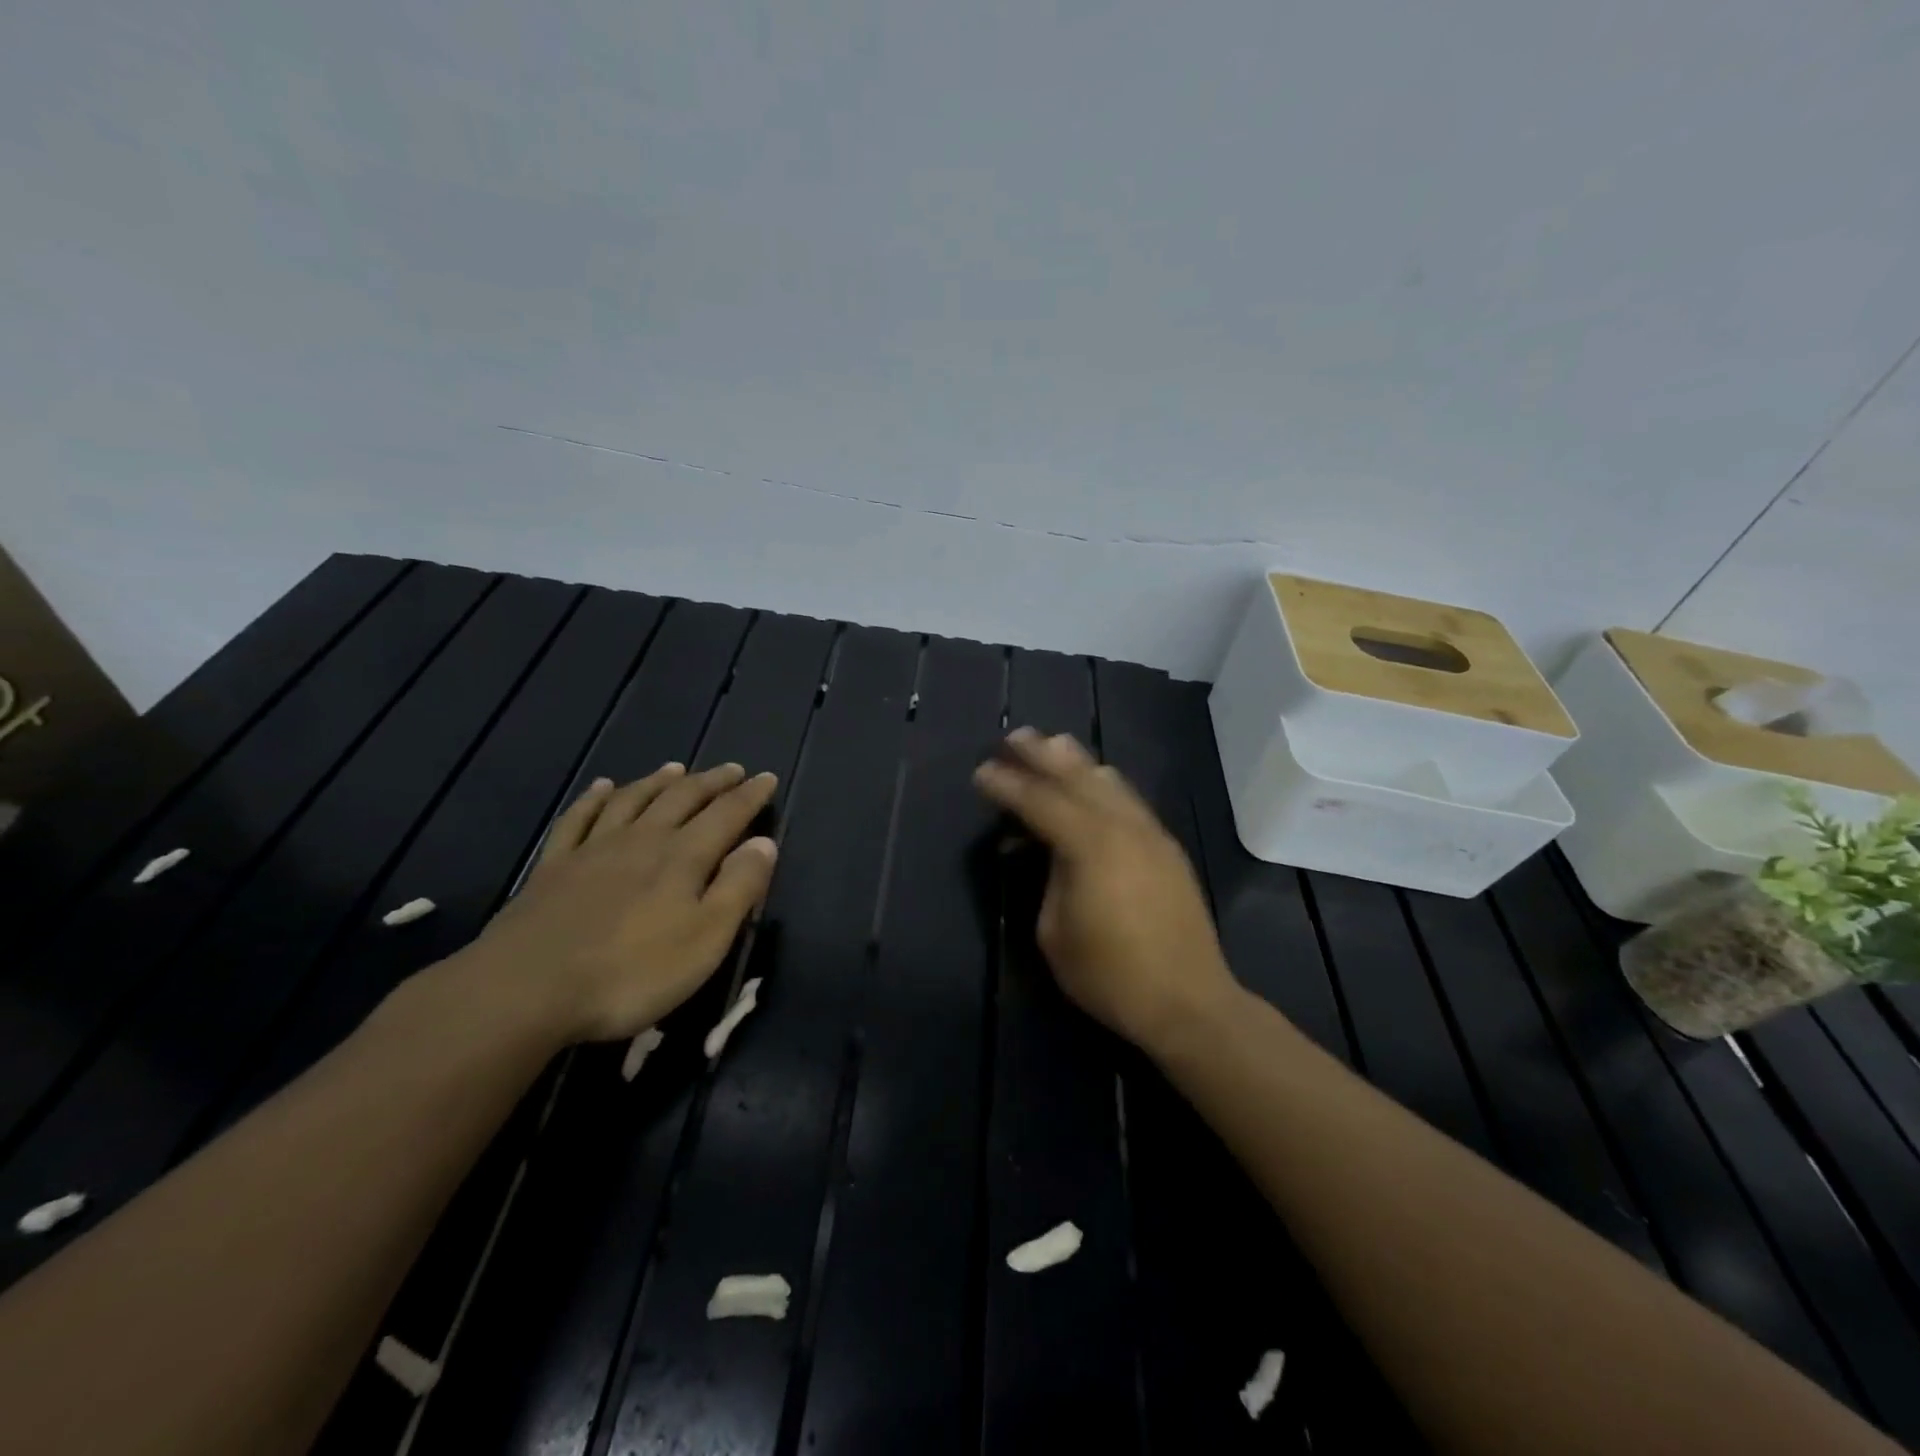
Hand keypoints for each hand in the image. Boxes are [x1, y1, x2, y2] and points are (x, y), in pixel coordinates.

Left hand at [452, 762, 778, 1045]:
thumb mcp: (705, 938)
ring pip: (633, 801)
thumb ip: (738, 887)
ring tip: (677, 768)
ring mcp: (593, 850)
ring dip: (659, 781)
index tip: (767, 778)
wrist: (526, 989)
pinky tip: (602, 787)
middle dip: (711, 782)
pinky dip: (594, 798)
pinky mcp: (553, 867)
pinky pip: (578, 819)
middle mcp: (642, 840)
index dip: (750, 796)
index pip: (727, 815)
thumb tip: (764, 842)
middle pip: (682, 799)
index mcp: (683, 858)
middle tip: (732, 769)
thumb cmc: (631, 971)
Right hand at [973, 729, 1237, 1053]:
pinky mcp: (1166, 848)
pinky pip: (1129, 801)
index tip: (981, 771)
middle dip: (1042, 755)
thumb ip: (1050, 879)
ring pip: (1109, 783)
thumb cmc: (1110, 974)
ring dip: (1078, 763)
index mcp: (1089, 845)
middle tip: (1016, 737)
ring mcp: (1150, 834)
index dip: (1007, 785)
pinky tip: (1095, 782)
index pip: (1039, 802)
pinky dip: (1104, 784)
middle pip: (1076, 778)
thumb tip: (1051, 853)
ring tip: (1055, 745)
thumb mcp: (1055, 932)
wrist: (1188, 1001)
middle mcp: (1122, 826)